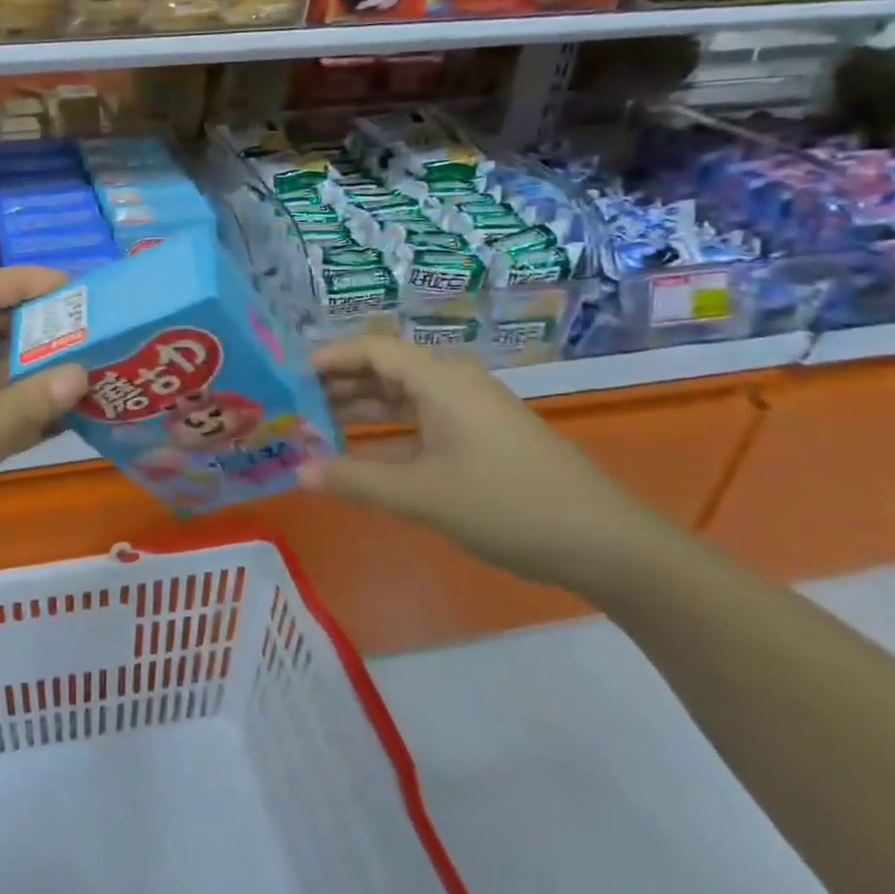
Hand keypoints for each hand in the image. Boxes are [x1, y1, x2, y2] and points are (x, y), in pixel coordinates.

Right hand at [300, 335, 673, 593]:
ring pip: (400, 397)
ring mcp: (468, 410)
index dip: (328, 357)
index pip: (372, 349)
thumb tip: (296, 471)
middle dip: (337, 384)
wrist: (607, 544)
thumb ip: (356, 480)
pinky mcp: (478, 436)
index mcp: (441, 379)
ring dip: (359, 409)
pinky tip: (358, 454)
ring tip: (313, 425)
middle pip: (383, 370)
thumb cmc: (509, 505)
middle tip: (291, 402)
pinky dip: (386, 433)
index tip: (287, 374)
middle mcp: (452, 383)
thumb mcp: (424, 495)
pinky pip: (419, 421)